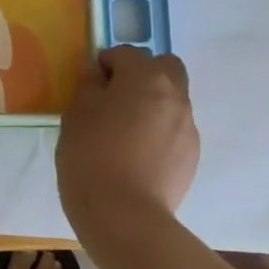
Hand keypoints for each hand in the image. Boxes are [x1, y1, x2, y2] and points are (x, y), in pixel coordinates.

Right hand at [56, 46, 199, 241]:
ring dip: (152, 104)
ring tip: (125, 133)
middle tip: (116, 98)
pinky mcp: (192, 156)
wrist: (124, 216)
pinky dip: (159, 132)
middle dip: (143, 74)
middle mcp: (175, 95)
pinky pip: (174, 130)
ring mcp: (188, 127)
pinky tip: (137, 156)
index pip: (127, 53)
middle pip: (165, 67)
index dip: (106, 64)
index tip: (90, 86)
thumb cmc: (92, 155)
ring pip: (172, 100)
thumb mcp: (76, 113)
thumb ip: (89, 84)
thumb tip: (98, 72)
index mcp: (146, 77)